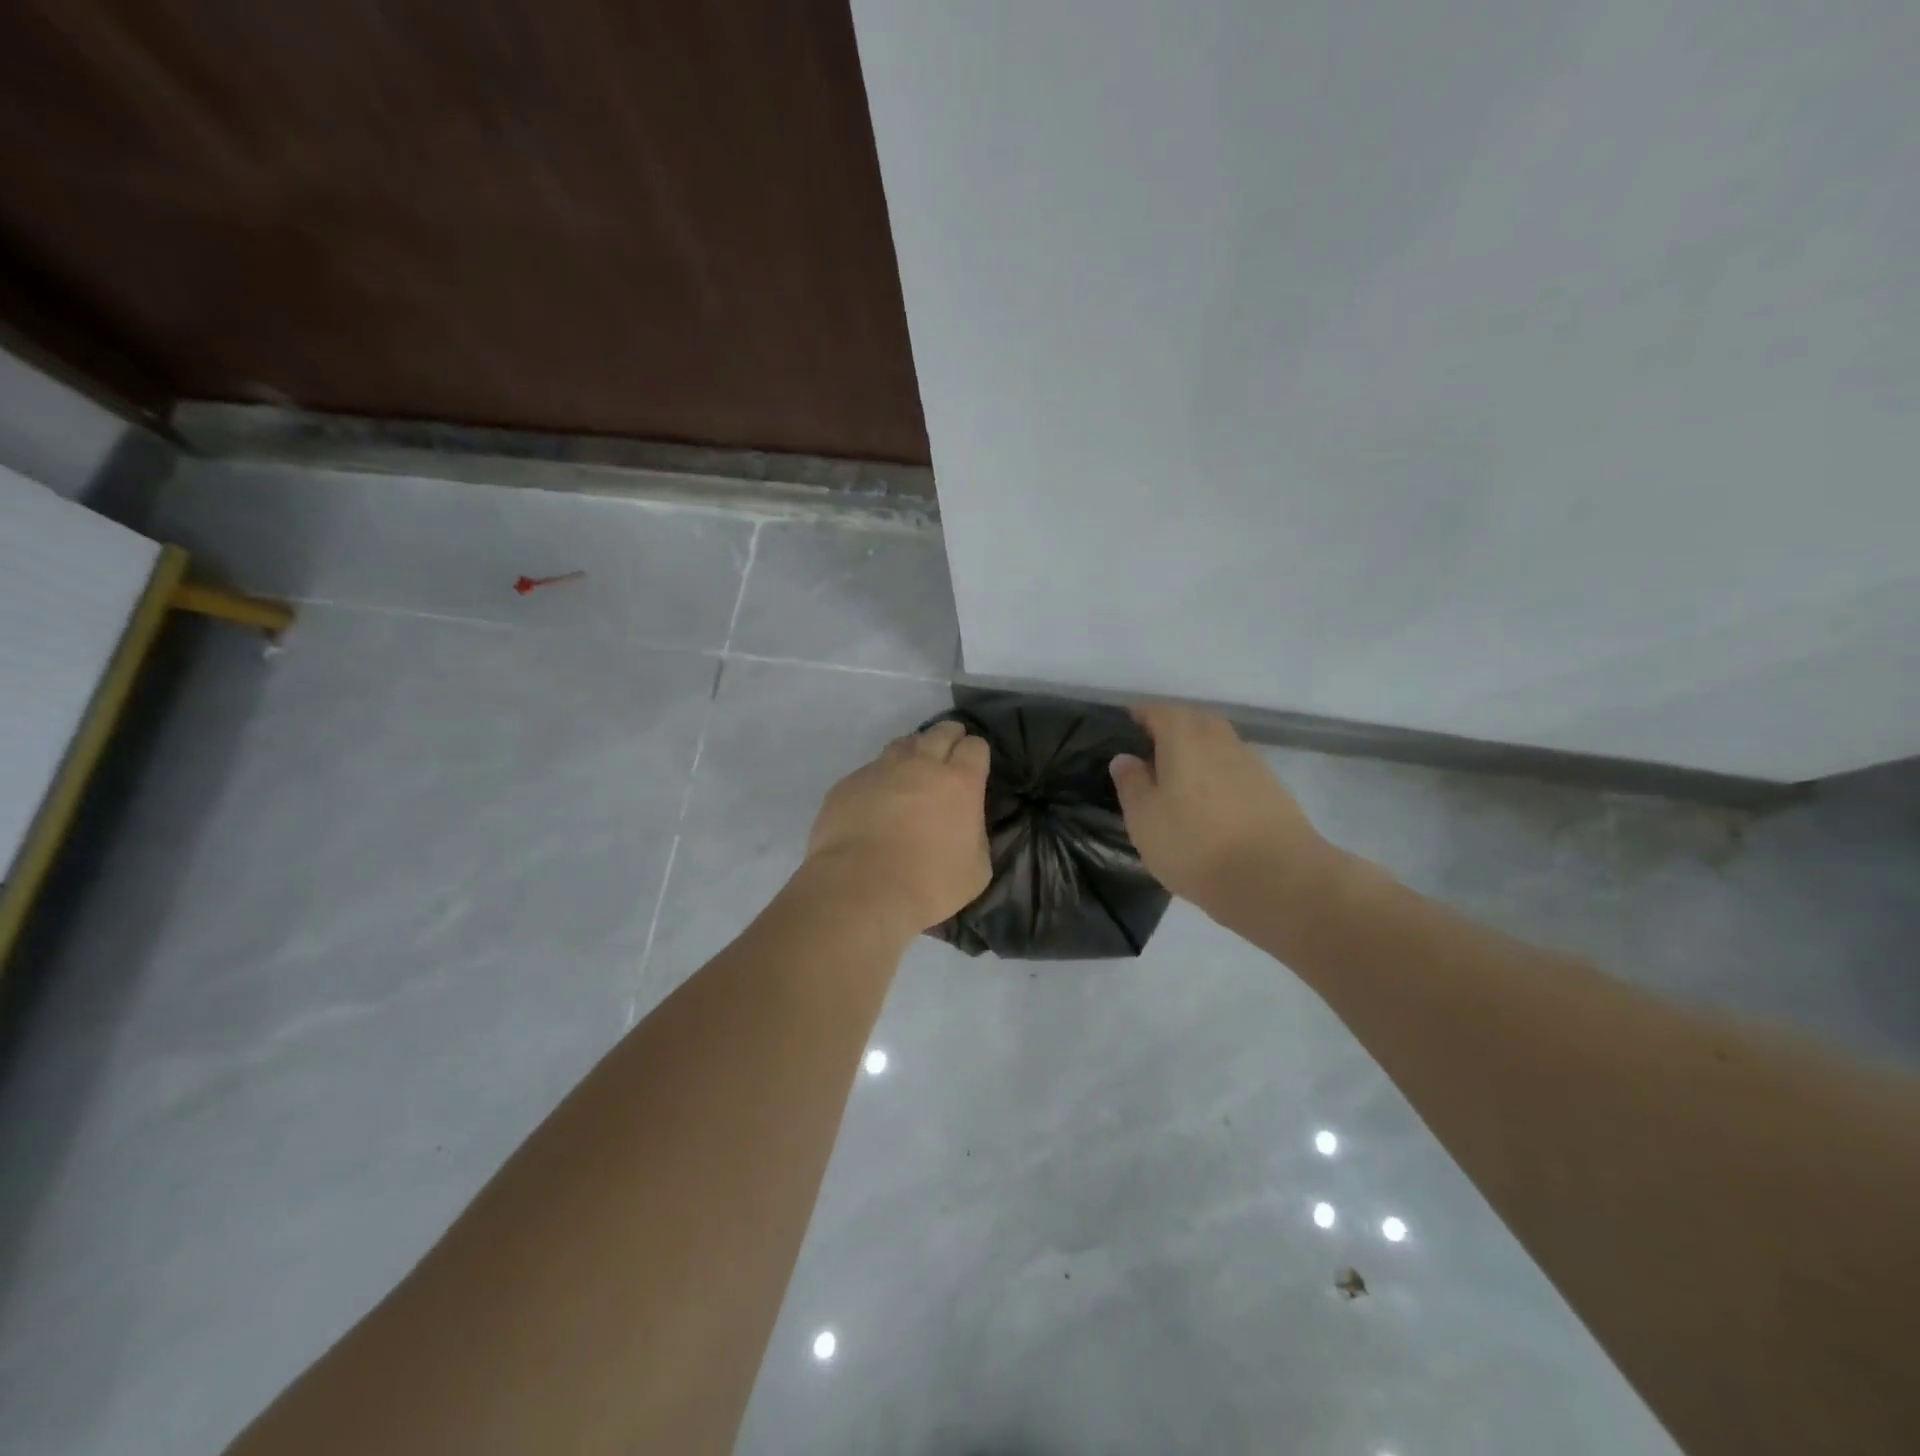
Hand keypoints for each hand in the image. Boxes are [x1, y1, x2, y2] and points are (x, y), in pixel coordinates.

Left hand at [804, 720, 991, 938]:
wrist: (860, 889)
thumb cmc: (928, 884)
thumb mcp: (976, 869)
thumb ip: (975, 835)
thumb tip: (965, 825)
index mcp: (959, 782)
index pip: (975, 747)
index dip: (977, 753)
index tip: (975, 766)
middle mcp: (920, 764)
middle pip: (940, 732)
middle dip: (949, 737)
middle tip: (949, 753)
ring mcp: (880, 770)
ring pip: (902, 744)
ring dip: (913, 752)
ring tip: (912, 770)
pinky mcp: (848, 784)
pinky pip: (870, 771)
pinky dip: (879, 779)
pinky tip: (876, 800)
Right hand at [1109, 704, 1328, 916]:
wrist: (1276, 879)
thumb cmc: (1195, 845)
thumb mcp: (1144, 819)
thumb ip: (1132, 784)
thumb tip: (1125, 758)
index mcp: (1185, 740)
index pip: (1161, 711)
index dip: (1143, 713)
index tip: (1128, 723)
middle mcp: (1220, 741)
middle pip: (1196, 720)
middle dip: (1174, 726)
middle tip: (1153, 747)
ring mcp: (1252, 764)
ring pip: (1220, 742)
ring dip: (1200, 749)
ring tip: (1181, 775)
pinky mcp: (1272, 790)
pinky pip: (1238, 768)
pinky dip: (1221, 773)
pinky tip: (1212, 800)